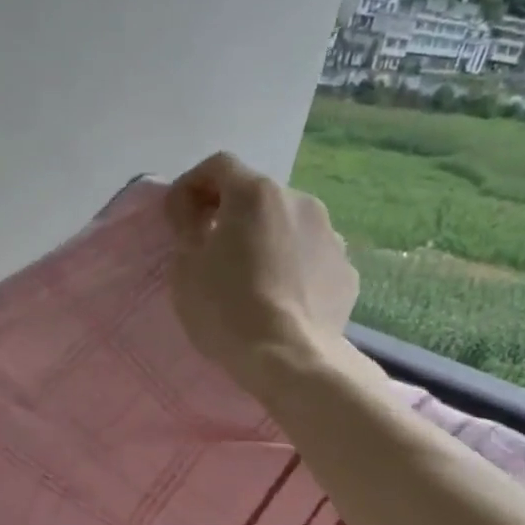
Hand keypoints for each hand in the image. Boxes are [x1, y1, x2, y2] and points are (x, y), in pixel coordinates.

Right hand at [165, 152, 358, 397]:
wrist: (289, 358)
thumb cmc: (226, 309)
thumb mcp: (185, 268)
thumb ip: (186, 227)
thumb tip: (190, 210)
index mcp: (255, 194)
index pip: (218, 166)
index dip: (192, 184)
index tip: (178, 214)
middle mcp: (299, 201)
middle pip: (257, 195)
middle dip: (232, 214)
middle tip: (212, 248)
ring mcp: (330, 235)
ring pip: (287, 225)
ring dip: (266, 239)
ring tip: (251, 277)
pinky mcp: (346, 270)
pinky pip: (310, 258)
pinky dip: (292, 267)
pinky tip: (280, 298)